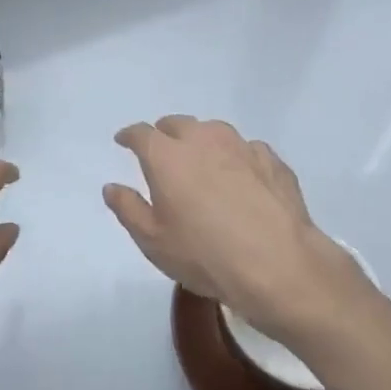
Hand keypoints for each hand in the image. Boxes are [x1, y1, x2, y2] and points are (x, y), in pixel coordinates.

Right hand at [104, 116, 361, 344]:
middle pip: (177, 124)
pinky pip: (246, 150)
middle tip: (164, 155)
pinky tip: (242, 181)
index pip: (141, 133)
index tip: (124, 142)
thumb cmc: (205, 254)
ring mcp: (241, 145)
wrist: (278, 265)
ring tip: (204, 166)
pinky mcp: (272, 160)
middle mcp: (202, 139)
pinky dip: (237, 159)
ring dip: (202, 143)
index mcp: (167, 155)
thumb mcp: (153, 241)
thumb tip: (112, 187)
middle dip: (165, 135)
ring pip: (213, 132)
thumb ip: (128, 208)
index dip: (130, 136)